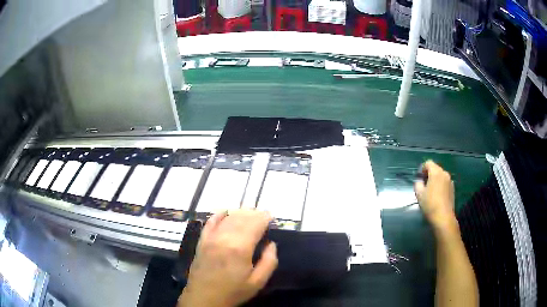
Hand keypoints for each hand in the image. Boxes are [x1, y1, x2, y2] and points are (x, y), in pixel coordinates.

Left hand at [178, 210, 277, 306]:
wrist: (204, 298)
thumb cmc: (233, 292)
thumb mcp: (258, 282)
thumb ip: (269, 262)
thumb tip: (271, 244)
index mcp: (240, 248)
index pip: (255, 224)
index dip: (264, 218)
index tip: (271, 216)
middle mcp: (225, 238)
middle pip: (241, 218)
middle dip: (254, 213)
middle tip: (262, 215)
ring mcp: (211, 238)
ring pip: (227, 218)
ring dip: (240, 212)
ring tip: (249, 213)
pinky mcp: (202, 241)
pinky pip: (210, 222)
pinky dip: (219, 215)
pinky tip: (225, 212)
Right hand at [414, 161, 457, 231]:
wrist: (443, 217)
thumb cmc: (430, 204)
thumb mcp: (419, 194)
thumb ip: (418, 184)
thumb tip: (420, 181)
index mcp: (436, 172)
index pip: (428, 163)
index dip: (422, 168)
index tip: (419, 178)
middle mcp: (444, 173)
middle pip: (435, 168)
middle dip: (429, 174)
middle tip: (423, 185)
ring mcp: (450, 181)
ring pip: (441, 176)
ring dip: (435, 180)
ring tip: (431, 191)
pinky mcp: (453, 189)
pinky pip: (445, 183)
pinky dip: (440, 185)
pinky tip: (437, 196)